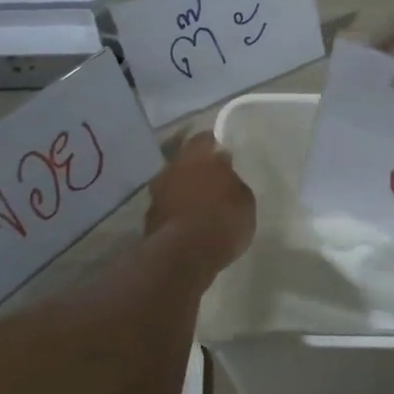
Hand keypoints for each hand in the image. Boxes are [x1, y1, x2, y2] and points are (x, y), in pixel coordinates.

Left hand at [145, 130, 256, 270]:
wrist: (185, 254)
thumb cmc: (223, 220)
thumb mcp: (244, 199)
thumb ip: (232, 181)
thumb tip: (224, 170)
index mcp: (198, 156)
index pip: (204, 139)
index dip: (212, 144)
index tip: (221, 152)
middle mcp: (173, 168)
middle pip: (183, 160)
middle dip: (195, 166)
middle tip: (210, 176)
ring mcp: (157, 192)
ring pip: (172, 183)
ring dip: (182, 188)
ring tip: (198, 201)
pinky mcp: (149, 217)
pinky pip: (165, 206)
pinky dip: (175, 209)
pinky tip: (186, 220)